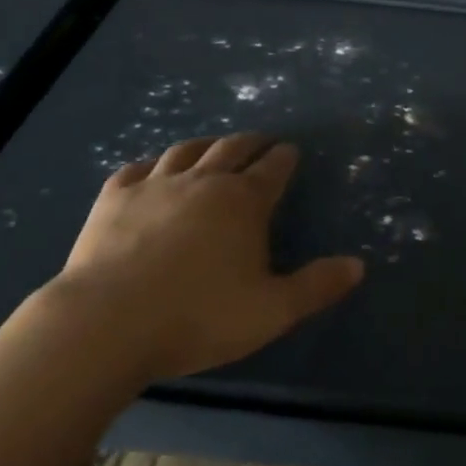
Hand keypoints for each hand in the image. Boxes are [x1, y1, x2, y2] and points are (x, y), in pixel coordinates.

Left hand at [50, 133, 363, 382]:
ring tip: (213, 146)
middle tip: (260, 141)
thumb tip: (358, 265)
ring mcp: (155, 185)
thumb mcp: (271, 311)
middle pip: (232, 149)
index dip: (285, 158)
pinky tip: (152, 169)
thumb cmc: (197, 318)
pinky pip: (136, 168)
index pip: (273, 169)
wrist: (106, 324)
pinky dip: (151, 164)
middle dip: (251, 142)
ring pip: (186, 151)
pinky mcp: (114, 198)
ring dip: (206, 145)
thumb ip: (316, 287)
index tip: (290, 151)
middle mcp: (204, 181)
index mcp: (244, 202)